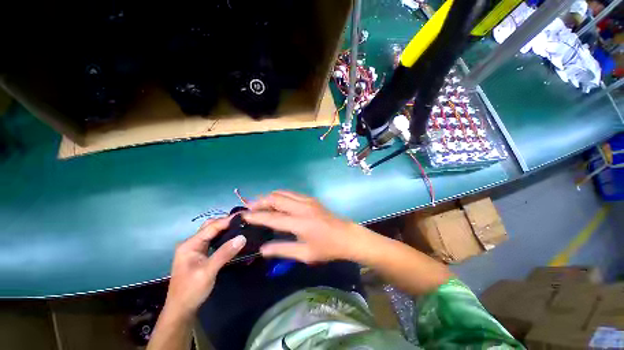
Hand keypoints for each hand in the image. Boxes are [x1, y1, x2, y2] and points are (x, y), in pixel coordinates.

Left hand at [164, 217, 245, 318]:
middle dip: (226, 222)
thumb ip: (224, 253)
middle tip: (243, 221)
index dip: (228, 220)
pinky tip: (233, 237)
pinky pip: (214, 240)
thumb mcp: (208, 271)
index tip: (244, 216)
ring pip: (213, 233)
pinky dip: (224, 237)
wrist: (181, 310)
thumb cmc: (191, 290)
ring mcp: (196, 249)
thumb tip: (242, 237)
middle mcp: (192, 243)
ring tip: (241, 226)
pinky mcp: (201, 254)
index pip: (212, 226)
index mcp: (190, 244)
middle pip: (211, 226)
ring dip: (225, 229)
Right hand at [242, 190, 365, 263]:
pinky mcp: (311, 199)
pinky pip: (291, 193)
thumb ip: (283, 250)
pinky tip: (277, 203)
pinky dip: (280, 196)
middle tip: (250, 208)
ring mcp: (307, 200)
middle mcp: (302, 207)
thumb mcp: (305, 254)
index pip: (273, 218)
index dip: (256, 216)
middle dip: (260, 201)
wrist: (346, 236)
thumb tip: (262, 249)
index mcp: (300, 223)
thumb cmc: (327, 248)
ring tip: (260, 204)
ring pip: (283, 193)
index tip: (243, 216)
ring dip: (270, 197)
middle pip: (276, 198)